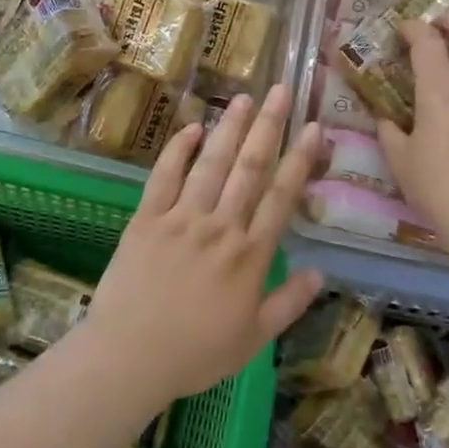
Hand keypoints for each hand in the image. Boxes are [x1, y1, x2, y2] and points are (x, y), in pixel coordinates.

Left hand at [84, 84, 324, 404]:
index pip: (281, 196)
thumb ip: (289, 303)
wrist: (128, 357)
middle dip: (268, 126)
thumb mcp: (253, 338)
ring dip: (229, 128)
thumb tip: (319, 272)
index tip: (313, 127)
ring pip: (211, 163)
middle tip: (280, 90)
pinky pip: (164, 176)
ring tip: (243, 98)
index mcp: (249, 255)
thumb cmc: (195, 353)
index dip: (299, 159)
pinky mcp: (146, 218)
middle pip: (249, 168)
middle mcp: (220, 226)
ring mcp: (181, 218)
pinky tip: (191, 127)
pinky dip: (177, 150)